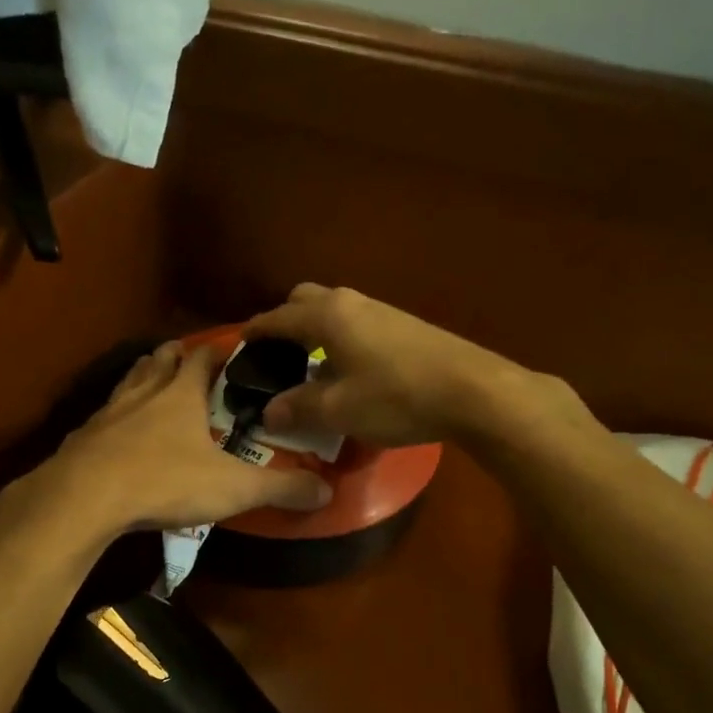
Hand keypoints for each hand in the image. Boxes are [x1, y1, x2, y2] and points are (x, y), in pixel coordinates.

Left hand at [28, 341, 333, 536]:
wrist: (85, 497)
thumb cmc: (164, 480)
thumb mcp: (232, 488)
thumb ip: (280, 488)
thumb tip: (326, 493)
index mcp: (181, 394)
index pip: (202, 358)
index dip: (216, 352)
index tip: (229, 350)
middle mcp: (143, 393)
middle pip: (158, 361)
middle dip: (174, 357)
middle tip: (186, 360)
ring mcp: (108, 413)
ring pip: (128, 382)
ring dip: (142, 378)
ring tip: (151, 382)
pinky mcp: (83, 438)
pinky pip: (103, 417)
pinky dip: (114, 417)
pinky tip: (115, 434)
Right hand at [243, 284, 531, 446]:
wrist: (473, 390)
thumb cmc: (396, 397)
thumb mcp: (339, 410)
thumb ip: (299, 407)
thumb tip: (270, 411)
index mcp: (328, 316)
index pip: (278, 318)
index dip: (256, 332)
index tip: (240, 345)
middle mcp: (352, 303)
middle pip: (306, 300)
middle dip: (286, 322)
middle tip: (278, 356)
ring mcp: (382, 310)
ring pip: (335, 311)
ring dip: (316, 331)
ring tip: (311, 367)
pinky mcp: (405, 325)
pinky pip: (357, 324)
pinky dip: (341, 339)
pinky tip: (350, 371)